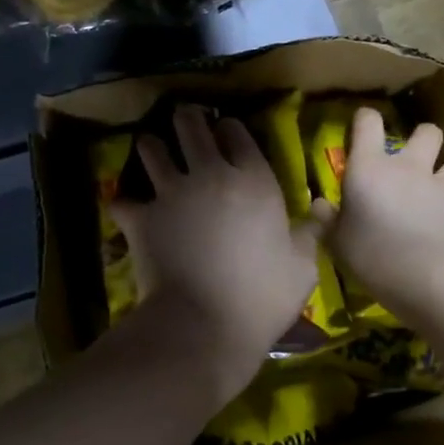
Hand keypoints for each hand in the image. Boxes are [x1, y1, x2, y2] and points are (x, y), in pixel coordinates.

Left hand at [112, 105, 320, 407]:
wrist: (205, 325)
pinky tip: (127, 208)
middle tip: (185, 124)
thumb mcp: (303, 266)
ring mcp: (171, 192)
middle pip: (189, 124)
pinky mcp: (141, 216)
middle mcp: (210, 174)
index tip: (225, 136)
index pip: (235, 131)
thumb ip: (310, 231)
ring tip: (153, 153)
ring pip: (151, 147)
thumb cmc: (263, 297)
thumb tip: (322, 208)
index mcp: (253, 179)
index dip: (228, 129)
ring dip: (151, 147)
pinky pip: (122, 198)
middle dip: (186, 119)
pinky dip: (123, 202)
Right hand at [311, 109, 443, 317]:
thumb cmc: (371, 253)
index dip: (365, 120)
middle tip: (415, 159)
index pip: (368, 123)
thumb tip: (317, 205)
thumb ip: (326, 219)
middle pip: (427, 132)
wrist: (426, 278)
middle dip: (424, 139)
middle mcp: (411, 168)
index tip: (362, 128)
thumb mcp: (335, 240)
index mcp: (371, 167)